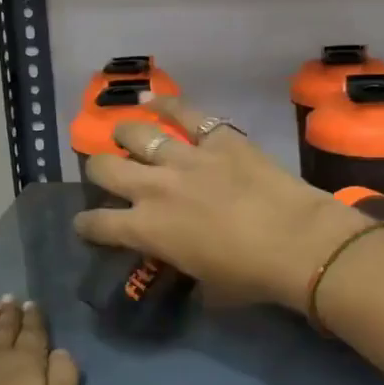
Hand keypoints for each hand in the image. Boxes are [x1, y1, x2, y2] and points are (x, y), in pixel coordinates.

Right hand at [73, 94, 367, 310]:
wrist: (297, 243)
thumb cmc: (251, 276)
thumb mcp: (206, 286)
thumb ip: (184, 268)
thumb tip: (184, 265)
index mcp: (147, 230)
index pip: (97, 223)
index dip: (86, 224)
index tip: (86, 224)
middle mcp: (154, 188)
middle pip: (104, 168)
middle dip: (97, 170)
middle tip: (106, 173)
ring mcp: (185, 158)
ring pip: (137, 134)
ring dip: (125, 135)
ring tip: (124, 135)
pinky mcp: (218, 138)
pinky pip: (185, 113)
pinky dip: (165, 103)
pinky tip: (151, 98)